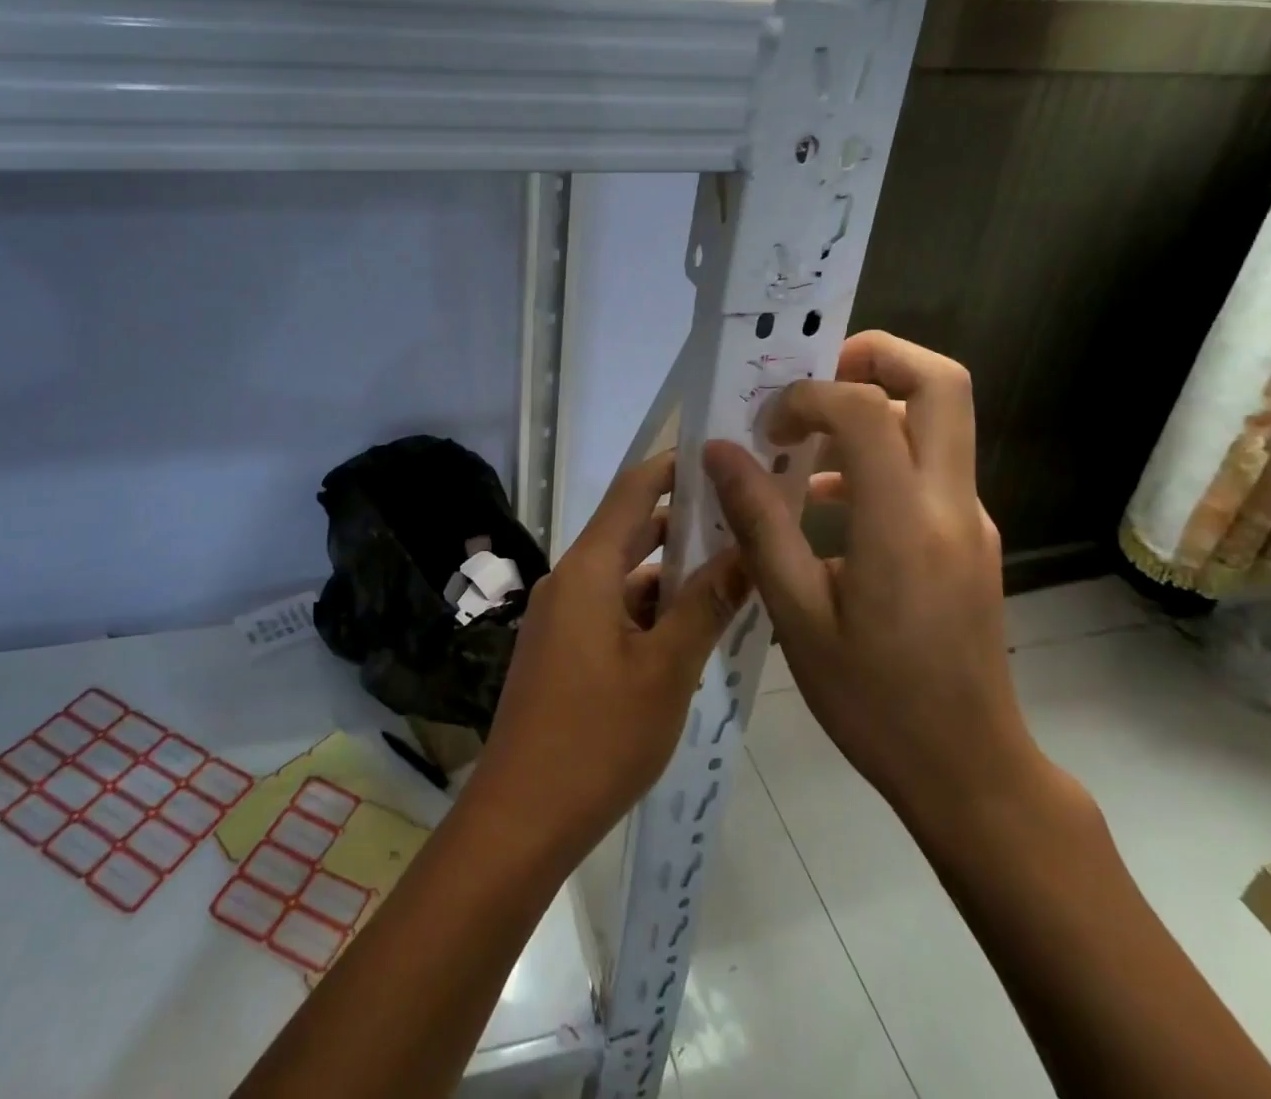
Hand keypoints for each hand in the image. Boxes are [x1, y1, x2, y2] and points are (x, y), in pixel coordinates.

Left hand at [465, 450, 748, 869]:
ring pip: (626, 577)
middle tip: (745, 516)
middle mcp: (570, 581)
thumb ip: (706, 606)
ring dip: (673, 575)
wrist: (522, 817)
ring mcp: (563, 617)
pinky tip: (696, 630)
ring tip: (736, 573)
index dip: (674, 466)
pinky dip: (652, 611)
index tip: (721, 453)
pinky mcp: (564, 649)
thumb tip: (747, 550)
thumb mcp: (666, 671)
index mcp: (587, 570)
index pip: (633, 491)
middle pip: (631, 531)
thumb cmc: (597, 738)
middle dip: (685, 523)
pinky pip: (614, 611)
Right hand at [703, 332, 1041, 831]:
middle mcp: (951, 504)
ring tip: (801, 442)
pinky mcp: (969, 537)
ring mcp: (968, 518)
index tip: (767, 426)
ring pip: (939, 420)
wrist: (968, 769)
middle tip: (812, 377)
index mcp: (904, 524)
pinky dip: (878, 455)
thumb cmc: (873, 700)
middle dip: (875, 356)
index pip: (867, 410)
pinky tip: (823, 503)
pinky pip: (928, 466)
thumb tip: (719, 452)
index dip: (810, 395)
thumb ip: (759, 524)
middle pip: (942, 382)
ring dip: (873, 407)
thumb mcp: (796, 615)